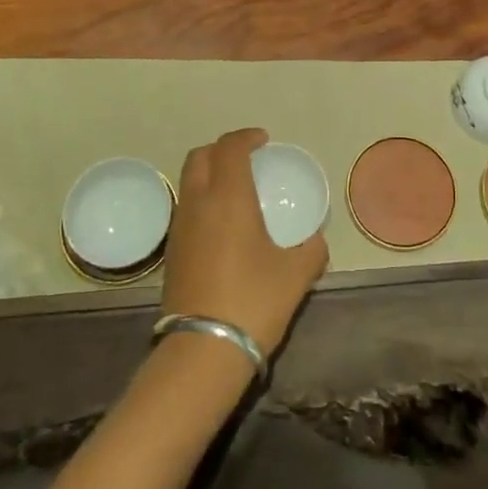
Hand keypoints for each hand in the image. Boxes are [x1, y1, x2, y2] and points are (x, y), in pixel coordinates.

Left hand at [161, 129, 326, 357]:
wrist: (203, 351)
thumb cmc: (253, 301)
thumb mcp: (296, 275)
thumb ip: (311, 250)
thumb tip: (316, 241)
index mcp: (229, 197)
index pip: (230, 148)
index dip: (246, 137)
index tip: (263, 141)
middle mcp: (198, 203)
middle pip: (199, 156)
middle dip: (221, 149)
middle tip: (245, 159)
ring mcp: (180, 228)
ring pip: (188, 182)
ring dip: (208, 175)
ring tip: (234, 191)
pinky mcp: (171, 253)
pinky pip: (185, 209)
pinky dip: (201, 201)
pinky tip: (221, 226)